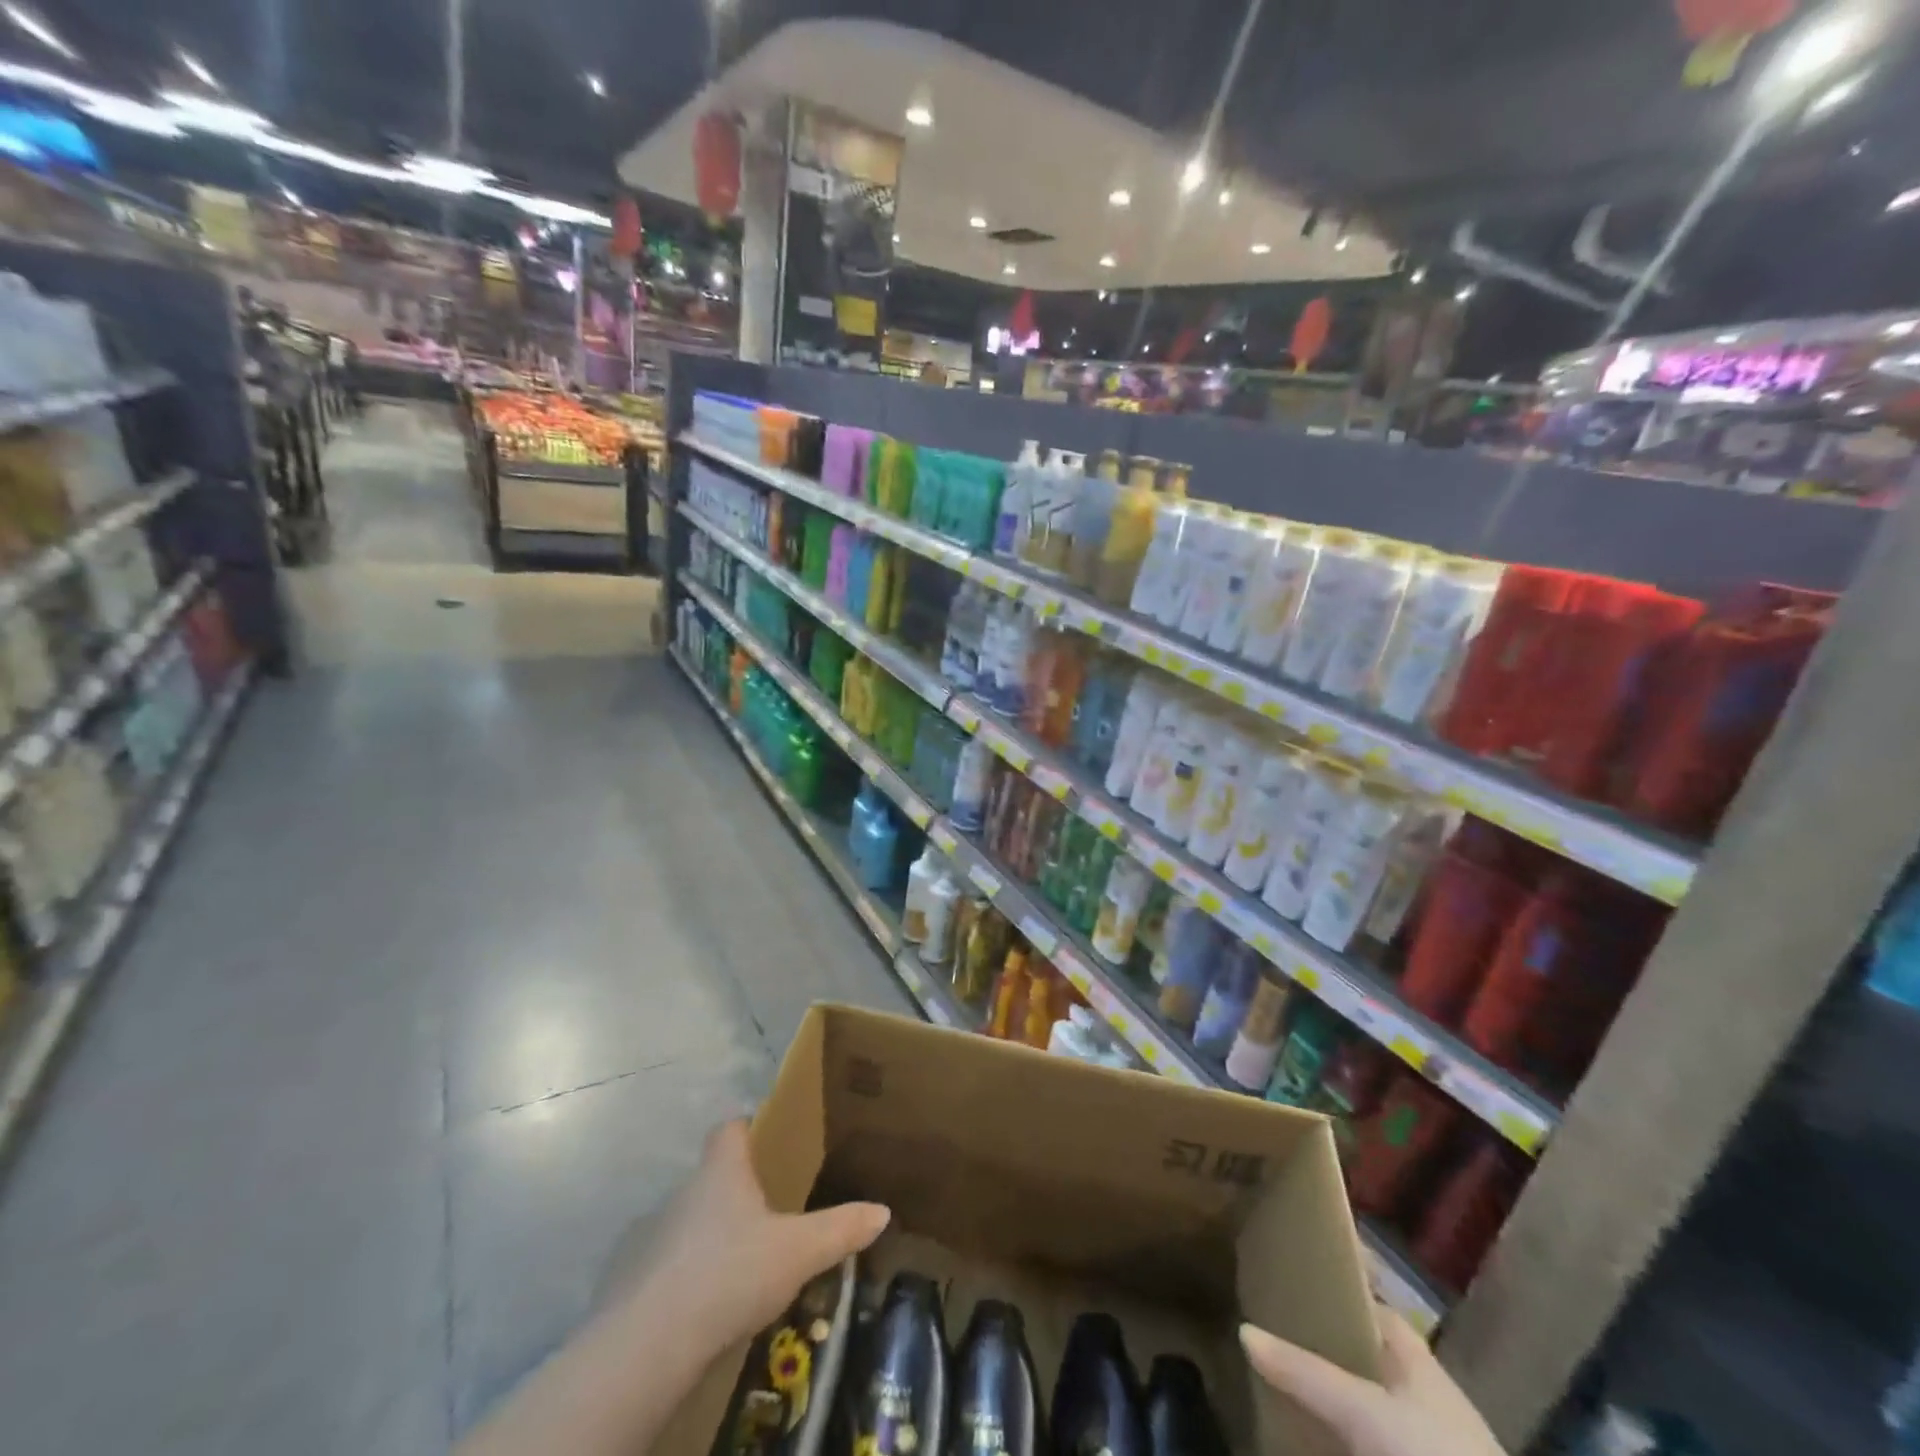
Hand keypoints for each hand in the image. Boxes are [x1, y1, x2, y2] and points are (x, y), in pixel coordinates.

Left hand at [630, 1119, 890, 1358]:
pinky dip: (689, 1273)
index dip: (747, 1127)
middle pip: (712, 1175)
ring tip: (744, 1258)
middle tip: (770, 1208)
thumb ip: (840, 1228)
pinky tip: (710, 1300)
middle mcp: (685, 1192)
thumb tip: (882, 1211)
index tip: (767, 1137)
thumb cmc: (730, 1272)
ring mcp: (654, 1235)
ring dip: (713, 1233)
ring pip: (691, 1220)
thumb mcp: (798, 1251)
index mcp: (723, 1171)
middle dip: (738, 1188)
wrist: (650, 1344)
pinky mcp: (635, 1280)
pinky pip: (670, 1263)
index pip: (729, 1128)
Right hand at [1241, 1308, 1505, 1455]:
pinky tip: (1307, 1431)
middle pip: (1362, 1354)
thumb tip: (1244, 1329)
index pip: (1369, 1305)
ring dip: (1328, 1392)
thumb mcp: (1363, 1410)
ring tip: (1276, 1375)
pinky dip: (1338, 1433)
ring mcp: (1421, 1438)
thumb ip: (1305, 1372)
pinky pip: (1366, 1439)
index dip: (1331, 1288)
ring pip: (1364, 1401)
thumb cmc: (1432, 1453)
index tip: (1287, 1274)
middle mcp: (1420, 1391)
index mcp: (1415, 1357)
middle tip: (1268, 1324)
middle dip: (1320, 1342)